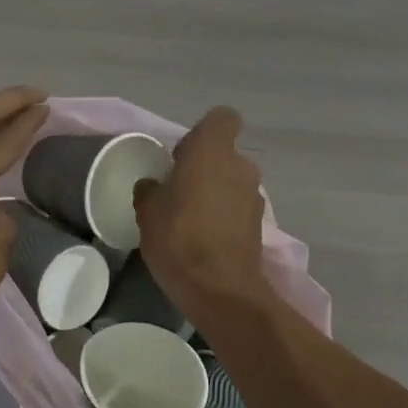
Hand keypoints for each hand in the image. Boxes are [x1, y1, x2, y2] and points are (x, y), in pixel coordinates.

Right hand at [133, 106, 269, 317]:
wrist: (219, 288)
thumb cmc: (178, 239)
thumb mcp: (147, 212)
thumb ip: (150, 190)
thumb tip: (154, 185)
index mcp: (213, 152)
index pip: (222, 119)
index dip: (203, 133)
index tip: (182, 155)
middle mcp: (241, 167)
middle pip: (225, 155)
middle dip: (205, 167)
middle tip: (179, 191)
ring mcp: (255, 197)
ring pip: (233, 183)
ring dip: (216, 193)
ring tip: (191, 220)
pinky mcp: (259, 225)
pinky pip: (238, 209)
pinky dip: (225, 217)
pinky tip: (205, 239)